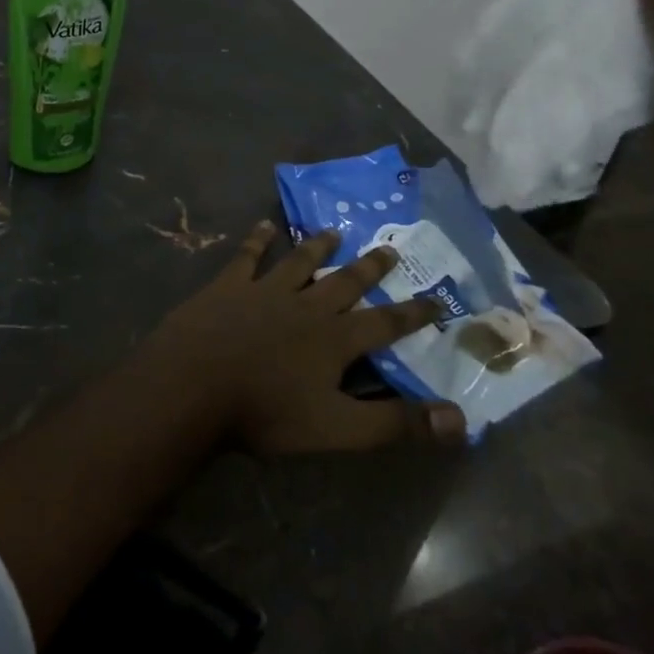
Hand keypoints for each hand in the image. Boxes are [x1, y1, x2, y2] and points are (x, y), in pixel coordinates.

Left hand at [143, 221, 467, 453]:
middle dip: (370, 267)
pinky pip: (248, 257)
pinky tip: (263, 225)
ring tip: (334, 230)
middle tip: (389, 249)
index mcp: (334, 339)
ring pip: (299, 262)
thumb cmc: (266, 411)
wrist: (193, 384)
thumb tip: (460, 419)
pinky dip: (257, 240)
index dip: (413, 313)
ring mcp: (265, 290)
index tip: (437, 298)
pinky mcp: (229, 286)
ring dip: (318, 246)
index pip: (385, 323)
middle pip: (345, 282)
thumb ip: (396, 423)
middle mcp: (305, 305)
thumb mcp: (338, 428)